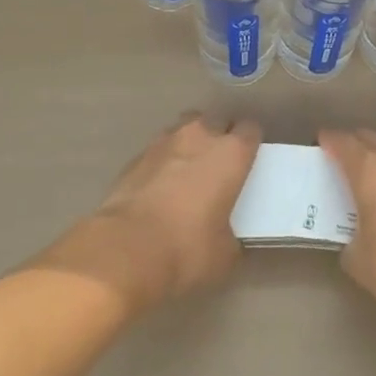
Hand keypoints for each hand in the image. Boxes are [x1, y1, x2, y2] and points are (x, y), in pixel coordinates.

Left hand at [35, 113, 260, 315]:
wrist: (125, 249)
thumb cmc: (186, 248)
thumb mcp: (224, 253)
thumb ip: (230, 234)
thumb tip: (225, 236)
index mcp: (231, 153)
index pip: (250, 130)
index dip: (250, 144)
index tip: (247, 161)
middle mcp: (201, 136)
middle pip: (217, 121)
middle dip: (219, 138)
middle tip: (217, 167)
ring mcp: (165, 141)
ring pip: (185, 129)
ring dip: (189, 144)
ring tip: (186, 172)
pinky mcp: (136, 155)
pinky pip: (158, 150)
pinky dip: (162, 162)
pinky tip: (158, 187)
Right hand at [320, 129, 375, 334]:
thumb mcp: (358, 258)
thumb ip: (349, 235)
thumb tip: (355, 233)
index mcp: (370, 168)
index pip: (341, 141)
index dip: (327, 141)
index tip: (319, 146)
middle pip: (368, 137)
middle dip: (353, 145)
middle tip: (341, 162)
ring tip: (370, 177)